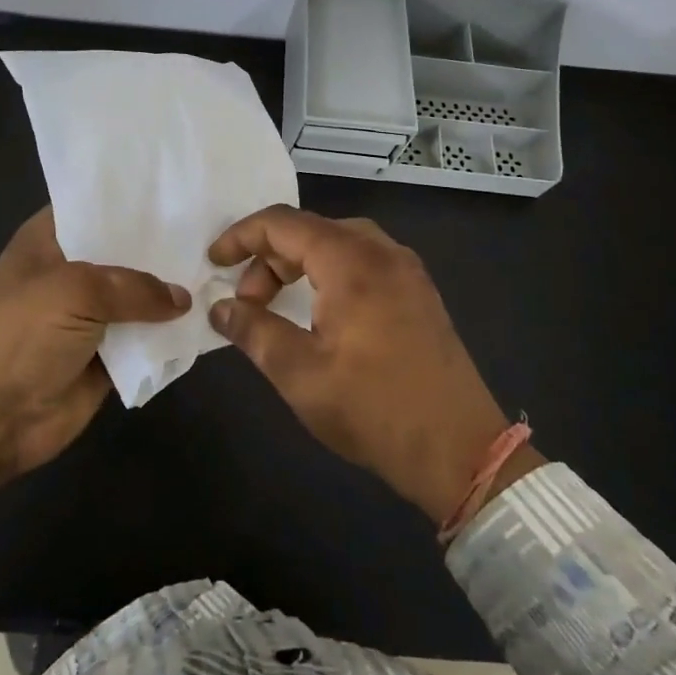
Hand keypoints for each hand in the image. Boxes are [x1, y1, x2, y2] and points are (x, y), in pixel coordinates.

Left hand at [0, 207, 190, 489]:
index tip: (176, 191)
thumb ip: (134, 287)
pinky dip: (167, 334)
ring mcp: (87, 316)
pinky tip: (207, 316)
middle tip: (212, 232)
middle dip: (161, 246)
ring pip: (137, 297)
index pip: (94, 208)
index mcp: (48, 241)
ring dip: (170, 292)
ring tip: (220, 270)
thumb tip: (182, 298)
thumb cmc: (22, 334)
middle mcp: (70, 272)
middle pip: (123, 252)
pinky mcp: (104, 356)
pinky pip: (143, 339)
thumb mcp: (76, 291)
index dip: (131, 201)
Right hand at [207, 206, 543, 522]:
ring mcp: (407, 271)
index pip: (283, 223)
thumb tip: (220, 308)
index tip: (214, 262)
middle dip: (268, 258)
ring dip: (299, 265)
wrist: (462, 451)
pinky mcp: (420, 293)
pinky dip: (329, 273)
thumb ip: (254, 331)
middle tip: (248, 302)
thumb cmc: (374, 410)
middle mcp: (382, 252)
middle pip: (310, 230)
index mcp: (351, 262)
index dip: (241, 236)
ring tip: (278, 307)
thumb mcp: (300, 374)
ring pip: (338, 243)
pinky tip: (320, 313)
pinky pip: (363, 261)